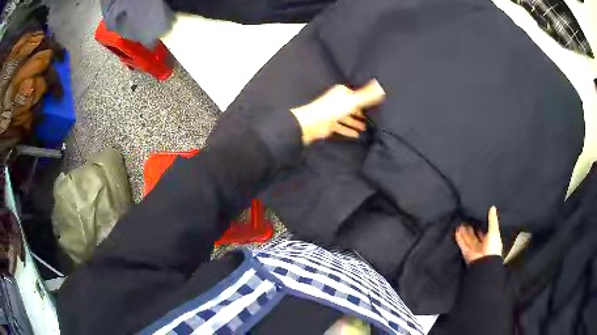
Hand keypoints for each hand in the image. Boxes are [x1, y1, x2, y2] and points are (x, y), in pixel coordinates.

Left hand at [290, 80, 384, 144]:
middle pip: (352, 107)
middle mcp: (337, 101)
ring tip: (366, 129)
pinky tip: (356, 136)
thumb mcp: (353, 101)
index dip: (364, 100)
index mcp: (341, 92)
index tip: (374, 106)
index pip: (355, 94)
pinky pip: (341, 127)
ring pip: (347, 118)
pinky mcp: (329, 124)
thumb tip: (380, 86)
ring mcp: (332, 113)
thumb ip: (367, 95)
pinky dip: (348, 130)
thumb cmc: (333, 109)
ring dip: (355, 123)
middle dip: (361, 113)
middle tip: (372, 119)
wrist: (313, 123)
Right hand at [455, 206, 502, 264]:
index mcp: (490, 240)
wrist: (484, 263)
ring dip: (464, 232)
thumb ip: (492, 220)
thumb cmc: (492, 247)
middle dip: (470, 228)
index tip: (476, 218)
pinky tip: (457, 231)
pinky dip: (459, 238)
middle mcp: (481, 244)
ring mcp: (473, 249)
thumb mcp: (494, 231)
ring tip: (460, 224)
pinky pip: (462, 244)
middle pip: (474, 235)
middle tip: (466, 220)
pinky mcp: (466, 252)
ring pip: (468, 239)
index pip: (484, 232)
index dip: (480, 225)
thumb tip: (493, 207)